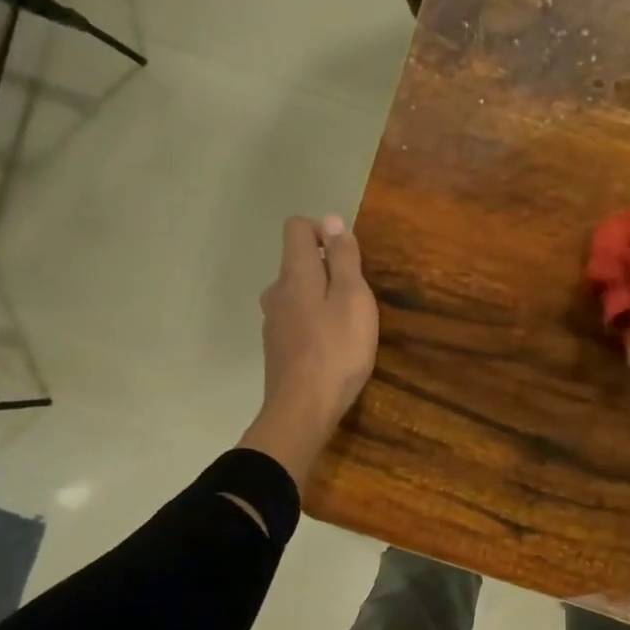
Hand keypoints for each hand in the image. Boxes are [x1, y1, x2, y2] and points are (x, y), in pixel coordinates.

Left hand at [237, 215, 378, 487]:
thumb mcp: (353, 298)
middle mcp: (276, 292)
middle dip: (327, 270)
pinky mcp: (276, 348)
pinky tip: (332, 348)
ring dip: (320, 299)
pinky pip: (296, 321)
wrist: (303, 410)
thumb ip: (343, 258)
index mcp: (295, 274)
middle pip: (298, 263)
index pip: (297, 228)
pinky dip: (313, 324)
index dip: (322, 231)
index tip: (347, 255)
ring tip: (347, 325)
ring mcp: (273, 322)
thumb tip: (330, 220)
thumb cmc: (337, 350)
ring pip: (297, 295)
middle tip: (357, 297)